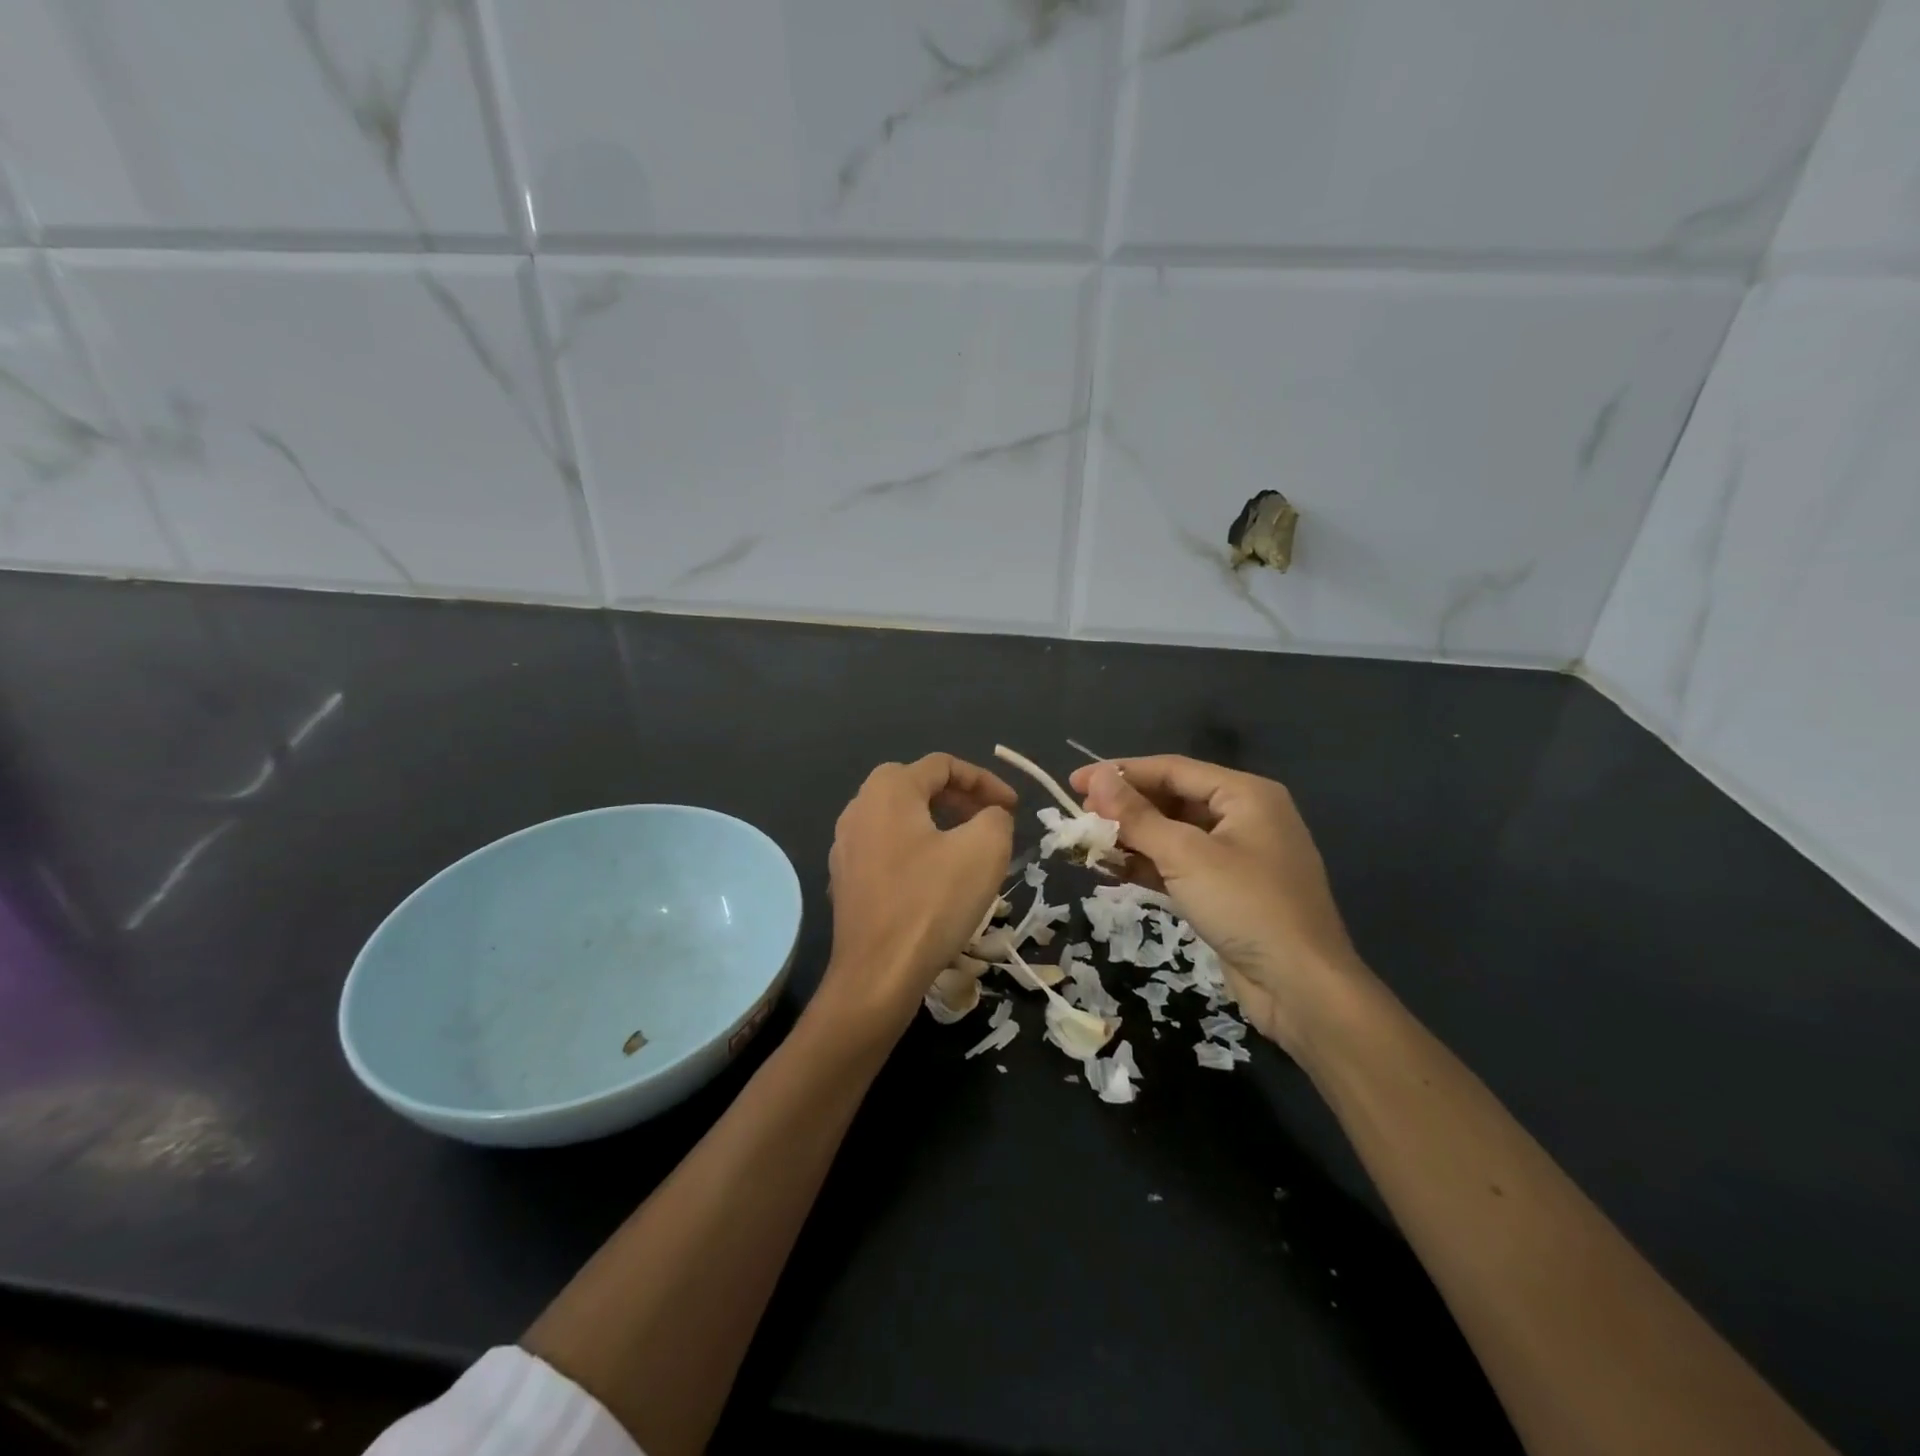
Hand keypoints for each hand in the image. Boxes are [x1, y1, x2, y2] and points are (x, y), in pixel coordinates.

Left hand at [815, 754, 1016, 1040]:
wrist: (877, 974)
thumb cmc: (932, 902)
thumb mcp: (985, 849)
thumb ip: (996, 817)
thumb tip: (990, 816)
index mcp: (888, 790)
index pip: (943, 765)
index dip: (985, 780)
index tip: (1013, 808)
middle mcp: (859, 808)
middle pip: (916, 786)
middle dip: (959, 798)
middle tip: (990, 820)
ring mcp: (845, 846)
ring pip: (900, 818)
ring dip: (938, 824)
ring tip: (968, 848)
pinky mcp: (844, 880)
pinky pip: (887, 849)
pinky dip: (916, 850)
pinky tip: (936, 880)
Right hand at [1069, 756, 1363, 1053]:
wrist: (1301, 987)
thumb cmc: (1246, 906)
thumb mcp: (1186, 856)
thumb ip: (1137, 816)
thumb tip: (1095, 779)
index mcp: (1245, 794)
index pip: (1172, 768)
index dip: (1120, 773)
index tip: (1074, 781)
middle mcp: (1244, 817)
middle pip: (1173, 798)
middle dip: (1125, 807)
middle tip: (1079, 814)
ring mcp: (1237, 856)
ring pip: (1173, 834)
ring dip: (1132, 837)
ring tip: (1088, 842)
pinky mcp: (1227, 890)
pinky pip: (1180, 865)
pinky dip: (1148, 865)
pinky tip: (1112, 869)